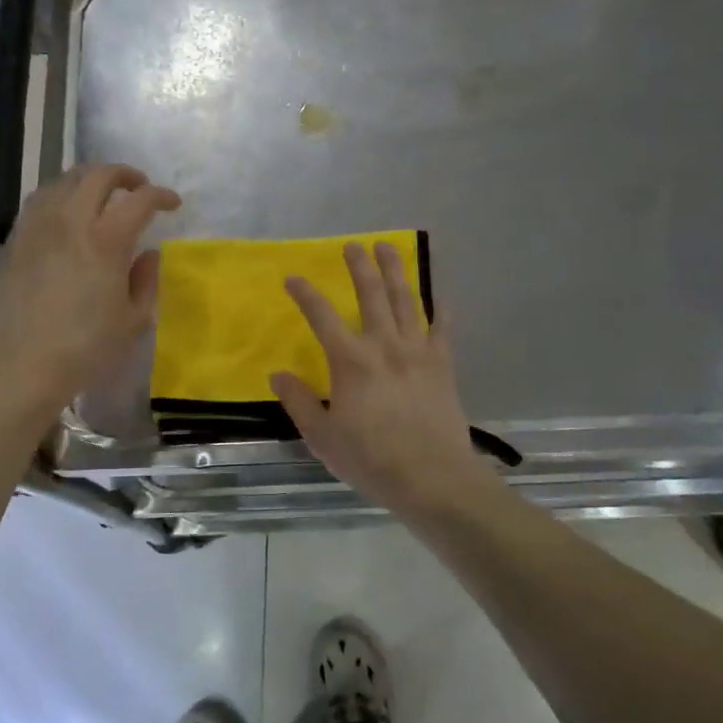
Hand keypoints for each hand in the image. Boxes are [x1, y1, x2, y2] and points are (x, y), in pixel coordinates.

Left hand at [0, 164, 179, 413]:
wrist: (21, 365)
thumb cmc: (85, 348)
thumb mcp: (132, 321)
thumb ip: (146, 281)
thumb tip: (149, 254)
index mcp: (106, 240)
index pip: (140, 200)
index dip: (161, 196)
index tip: (172, 204)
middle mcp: (71, 221)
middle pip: (98, 175)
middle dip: (125, 174)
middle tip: (139, 188)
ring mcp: (39, 227)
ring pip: (65, 180)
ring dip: (90, 179)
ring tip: (102, 195)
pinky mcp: (17, 239)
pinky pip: (41, 199)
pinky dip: (61, 194)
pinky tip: (67, 211)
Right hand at [269, 241, 499, 517]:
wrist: (432, 478)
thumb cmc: (371, 459)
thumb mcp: (322, 437)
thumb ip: (300, 402)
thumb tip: (278, 374)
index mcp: (351, 361)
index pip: (322, 316)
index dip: (305, 294)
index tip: (293, 277)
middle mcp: (384, 345)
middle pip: (370, 294)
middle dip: (359, 266)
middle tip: (353, 245)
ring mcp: (418, 352)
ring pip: (406, 300)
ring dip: (396, 271)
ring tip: (389, 248)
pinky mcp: (443, 365)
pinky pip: (443, 328)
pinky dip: (442, 309)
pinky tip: (440, 294)